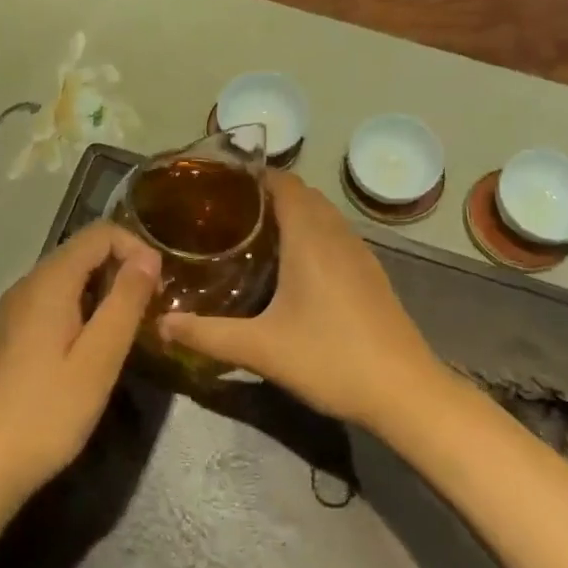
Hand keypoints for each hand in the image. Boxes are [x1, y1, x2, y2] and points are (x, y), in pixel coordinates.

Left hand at [0, 222, 159, 520]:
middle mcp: (27, 284)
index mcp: (49, 282)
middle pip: (81, 252)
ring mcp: (12, 309)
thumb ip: (125, 303)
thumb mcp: (98, 360)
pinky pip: (51, 301)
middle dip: (121, 270)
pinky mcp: (7, 334)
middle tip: (149, 312)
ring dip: (102, 292)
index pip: (99, 233)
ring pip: (67, 278)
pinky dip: (80, 309)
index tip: (159, 288)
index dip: (136, 248)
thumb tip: (148, 258)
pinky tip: (89, 350)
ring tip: (125, 332)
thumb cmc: (46, 413)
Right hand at [160, 171, 438, 429]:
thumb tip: (160, 324)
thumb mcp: (261, 349)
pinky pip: (335, 235)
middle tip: (226, 212)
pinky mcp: (371, 274)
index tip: (219, 185)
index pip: (283, 181)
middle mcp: (336, 234)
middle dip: (265, 193)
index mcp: (310, 237)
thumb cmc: (331, 359)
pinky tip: (293, 267)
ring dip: (291, 213)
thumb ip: (207, 334)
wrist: (406, 393)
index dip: (252, 175)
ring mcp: (359, 253)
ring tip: (253, 234)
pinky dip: (311, 233)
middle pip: (301, 193)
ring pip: (322, 214)